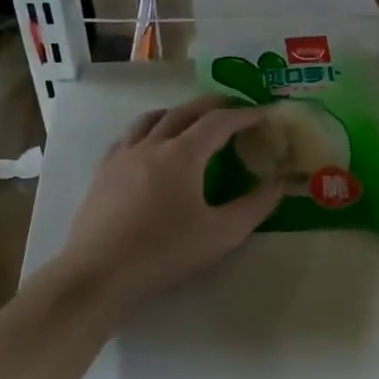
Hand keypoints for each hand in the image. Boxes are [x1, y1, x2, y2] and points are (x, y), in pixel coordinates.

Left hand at [56, 95, 282, 307]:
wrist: (99, 272)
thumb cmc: (164, 252)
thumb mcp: (221, 235)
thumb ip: (255, 206)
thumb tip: (278, 184)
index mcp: (182, 154)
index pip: (219, 122)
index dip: (245, 115)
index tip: (265, 114)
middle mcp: (151, 144)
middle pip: (185, 111)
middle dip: (214, 105)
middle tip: (235, 109)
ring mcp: (122, 155)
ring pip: (152, 118)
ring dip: (179, 111)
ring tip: (192, 119)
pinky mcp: (103, 171)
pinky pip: (128, 136)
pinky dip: (149, 129)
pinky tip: (150, 145)